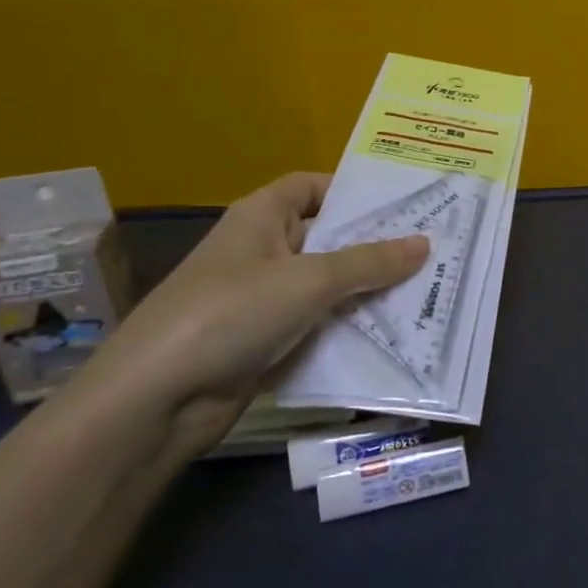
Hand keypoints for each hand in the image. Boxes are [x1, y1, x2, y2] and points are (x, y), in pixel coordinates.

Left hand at [76, 172, 427, 452]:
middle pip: (326, 238)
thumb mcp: (308, 281)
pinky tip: (393, 336)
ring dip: (366, 293)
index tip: (403, 203)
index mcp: (261, 218)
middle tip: (432, 250)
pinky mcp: (265, 343)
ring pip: (326, 287)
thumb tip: (424, 244)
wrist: (155, 400)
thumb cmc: (230, 314)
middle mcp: (262, 251)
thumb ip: (369, 263)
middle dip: (374, 247)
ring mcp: (262, 300)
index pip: (311, 187)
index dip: (352, 190)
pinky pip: (317, 327)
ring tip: (425, 292)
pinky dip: (348, 330)